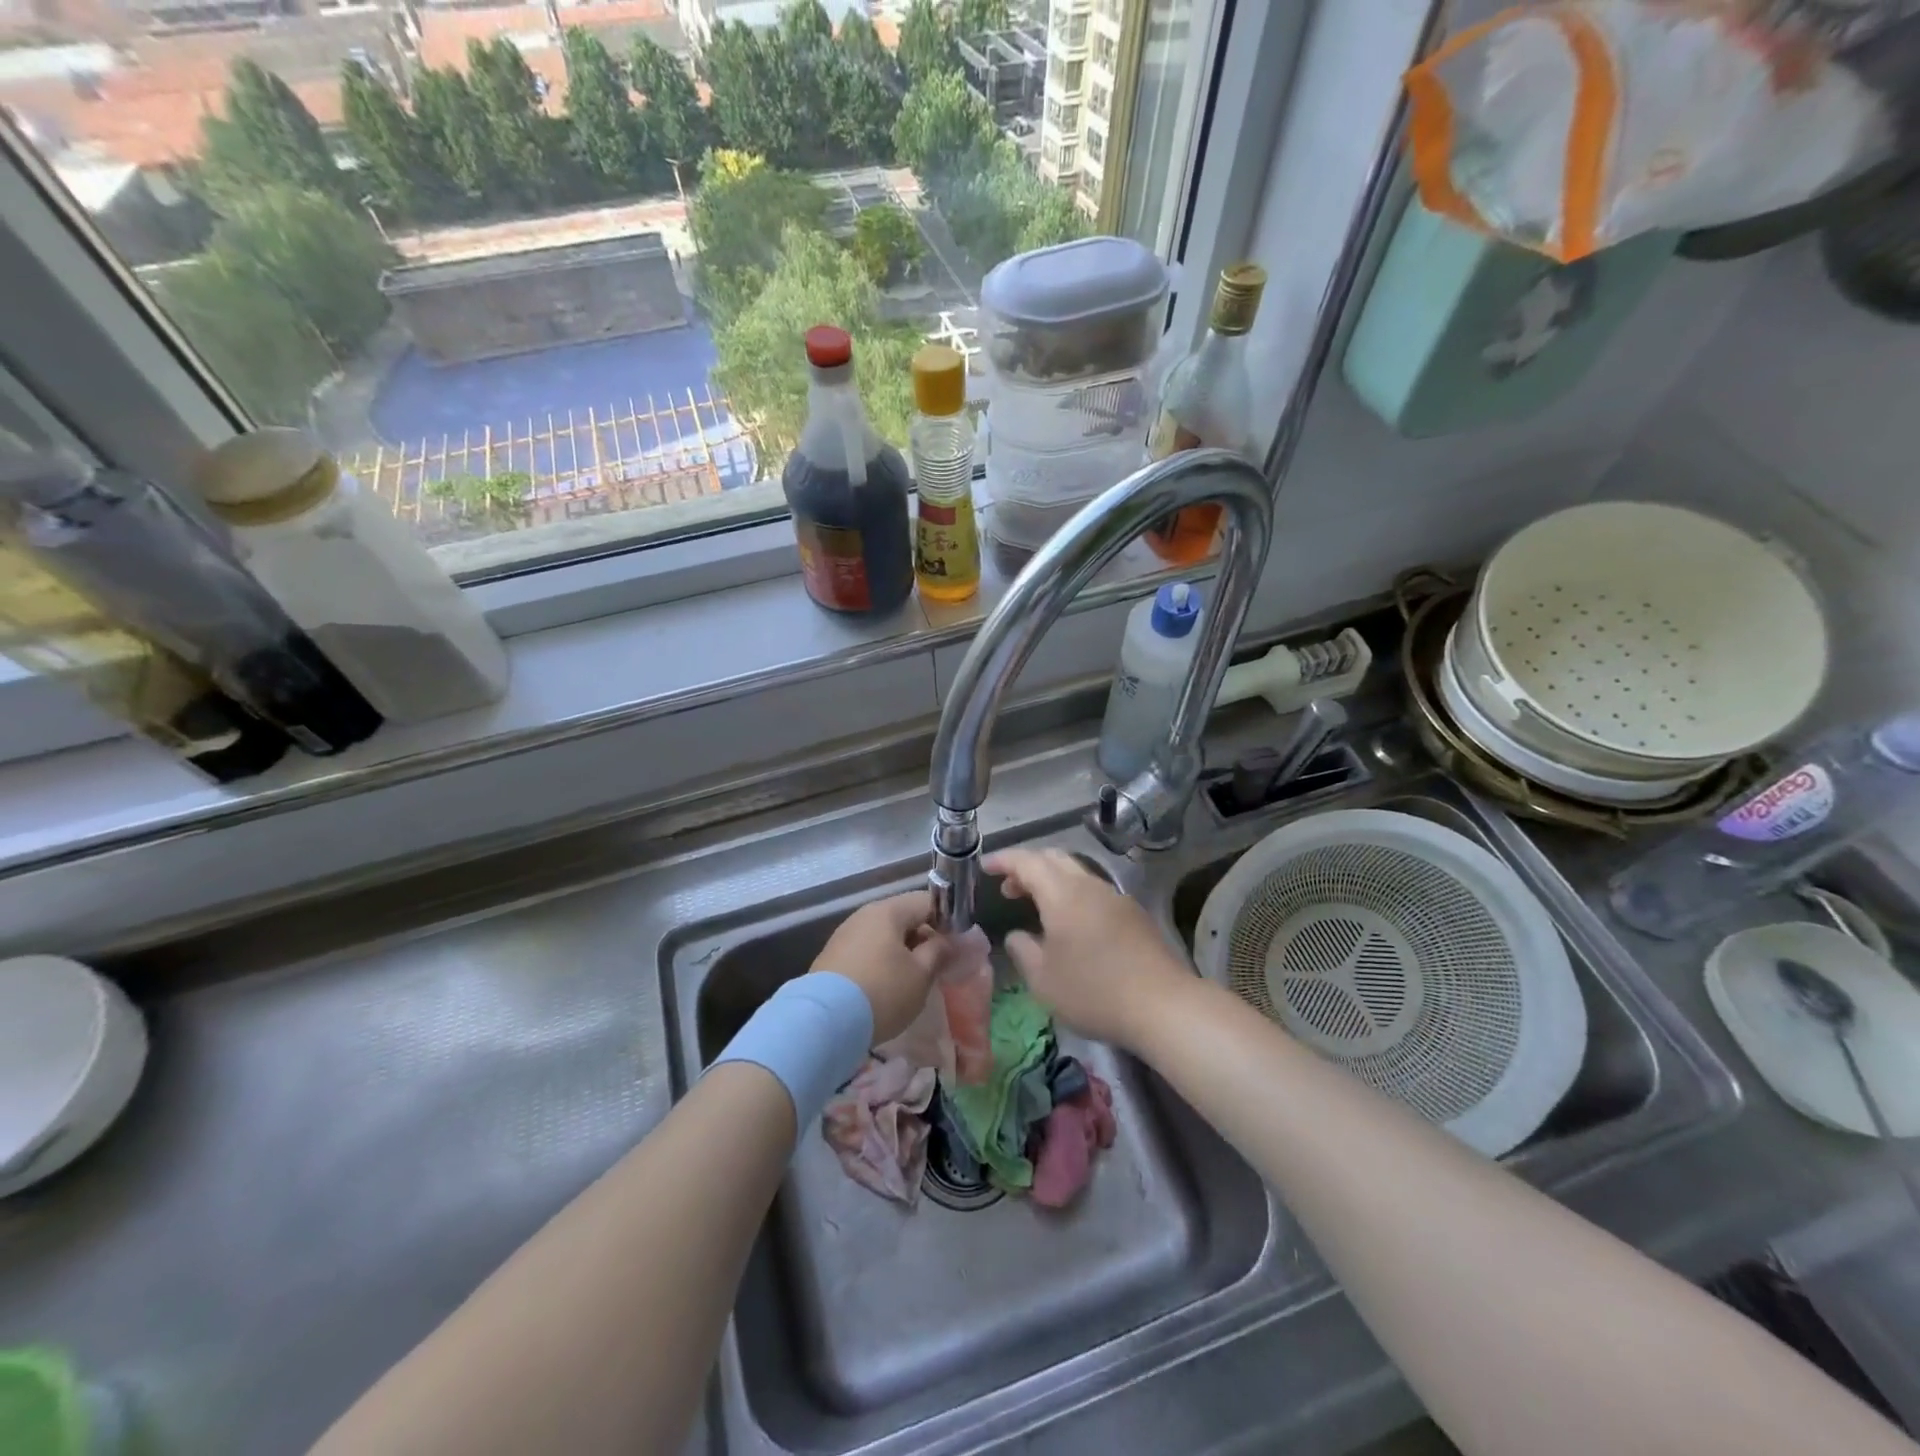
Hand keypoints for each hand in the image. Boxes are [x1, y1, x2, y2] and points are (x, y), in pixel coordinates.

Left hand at [812, 891, 942, 1042]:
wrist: (824, 1022)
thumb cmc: (883, 992)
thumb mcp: (921, 975)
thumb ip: (939, 952)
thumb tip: (947, 941)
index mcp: (888, 911)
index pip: (926, 902)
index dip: (946, 921)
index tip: (954, 948)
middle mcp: (864, 915)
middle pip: (903, 918)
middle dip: (922, 939)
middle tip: (935, 968)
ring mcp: (844, 935)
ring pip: (883, 936)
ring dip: (900, 953)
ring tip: (910, 982)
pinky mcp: (831, 958)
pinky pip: (865, 952)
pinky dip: (880, 964)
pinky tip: (884, 989)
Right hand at [987, 848, 1194, 1049]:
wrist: (1163, 1005)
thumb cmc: (1094, 992)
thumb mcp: (1044, 980)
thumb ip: (1023, 951)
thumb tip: (1017, 935)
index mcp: (1062, 894)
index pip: (1027, 861)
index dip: (1003, 860)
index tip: (984, 867)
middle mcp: (1089, 885)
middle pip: (1054, 858)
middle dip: (1027, 867)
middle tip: (1008, 888)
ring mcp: (1115, 897)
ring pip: (1077, 873)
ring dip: (1052, 881)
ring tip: (1037, 907)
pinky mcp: (1134, 914)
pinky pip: (1094, 891)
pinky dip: (1073, 895)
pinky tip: (1072, 925)